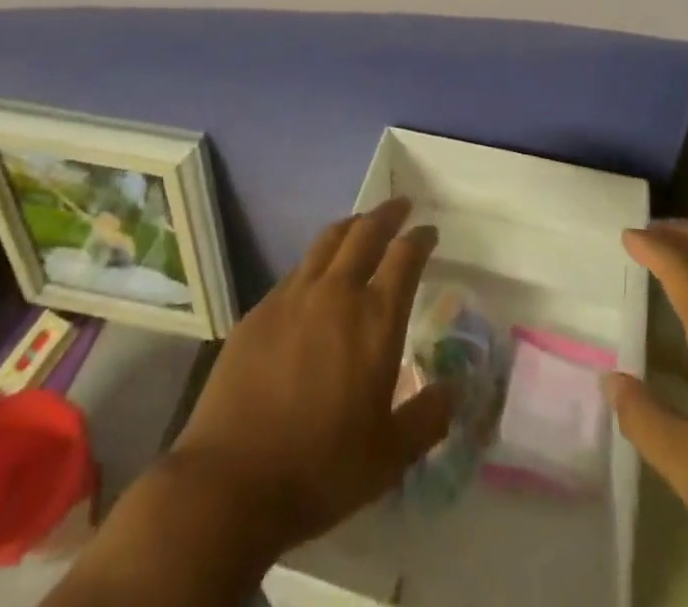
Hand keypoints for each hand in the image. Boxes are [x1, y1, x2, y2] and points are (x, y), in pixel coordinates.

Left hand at [167, 197, 454, 553]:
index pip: (405, 257)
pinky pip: (296, 270)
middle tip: (400, 207)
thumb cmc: (320, 470)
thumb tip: (455, 390)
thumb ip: (427, 418)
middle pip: (365, 233)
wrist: (231, 481)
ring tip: (361, 224)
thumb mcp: (389, 457)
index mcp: (375, 320)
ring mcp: (293, 297)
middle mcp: (336, 293)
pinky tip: (316, 276)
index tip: (429, 232)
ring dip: (351, 226)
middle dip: (387, 214)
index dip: (420, 238)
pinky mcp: (259, 311)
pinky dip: (316, 260)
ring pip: (327, 241)